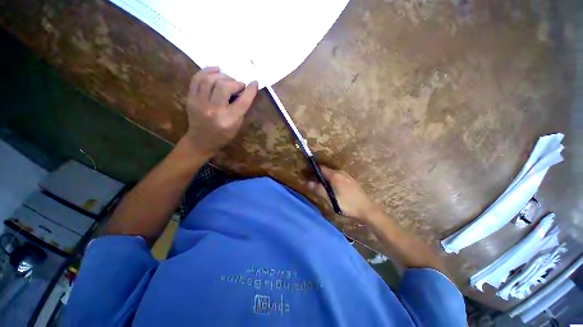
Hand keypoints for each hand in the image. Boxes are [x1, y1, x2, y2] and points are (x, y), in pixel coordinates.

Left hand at [183, 67, 258, 156]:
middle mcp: (214, 110)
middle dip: (235, 83)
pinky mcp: (190, 99)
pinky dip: (207, 71)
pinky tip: (216, 70)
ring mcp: (199, 103)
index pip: (242, 101)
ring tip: (228, 79)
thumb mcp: (237, 125)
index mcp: (228, 120)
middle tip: (239, 85)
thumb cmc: (223, 135)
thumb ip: (241, 108)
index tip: (255, 82)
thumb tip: (244, 90)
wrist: (201, 141)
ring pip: (210, 80)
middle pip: (224, 87)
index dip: (250, 90)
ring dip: (222, 76)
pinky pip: (197, 78)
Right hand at [307, 166, 377, 220]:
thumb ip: (318, 190)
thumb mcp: (330, 199)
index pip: (320, 168)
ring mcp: (347, 176)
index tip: (308, 177)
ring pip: (332, 175)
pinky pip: (338, 177)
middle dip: (319, 177)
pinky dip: (333, 181)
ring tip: (324, 190)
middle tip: (315, 186)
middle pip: (326, 171)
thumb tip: (306, 183)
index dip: (313, 171)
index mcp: (335, 175)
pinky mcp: (351, 180)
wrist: (367, 209)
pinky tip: (334, 191)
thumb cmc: (347, 204)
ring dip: (326, 180)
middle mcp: (341, 172)